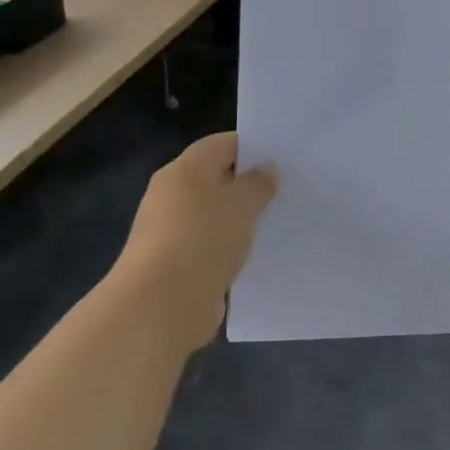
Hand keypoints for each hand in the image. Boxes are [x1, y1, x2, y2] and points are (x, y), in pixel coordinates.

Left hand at [112, 133, 277, 350]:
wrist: (161, 305)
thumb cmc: (203, 240)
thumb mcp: (242, 204)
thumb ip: (258, 183)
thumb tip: (267, 168)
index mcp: (184, 170)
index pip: (222, 144)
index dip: (254, 147)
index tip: (284, 158)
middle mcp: (173, 195)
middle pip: (218, 178)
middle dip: (250, 184)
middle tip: (288, 189)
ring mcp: (172, 230)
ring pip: (216, 214)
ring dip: (242, 218)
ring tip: (278, 221)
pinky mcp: (177, 262)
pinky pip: (212, 244)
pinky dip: (232, 246)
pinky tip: (258, 253)